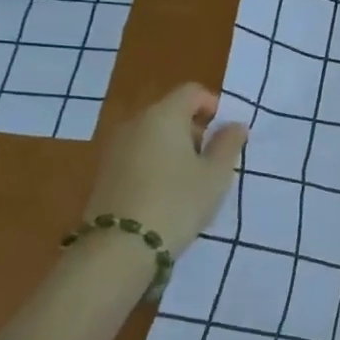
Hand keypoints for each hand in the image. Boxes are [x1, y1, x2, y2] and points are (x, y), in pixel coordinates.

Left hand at [82, 84, 247, 255]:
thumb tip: (235, 125)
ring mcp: (115, 148)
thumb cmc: (178, 202)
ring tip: (192, 181)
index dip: (214, 106)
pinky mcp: (105, 172)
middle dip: (196, 129)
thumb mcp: (216, 175)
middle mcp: (135, 124)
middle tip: (213, 161)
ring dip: (177, 148)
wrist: (121, 247)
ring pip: (154, 135)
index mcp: (164, 116)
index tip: (227, 135)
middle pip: (172, 112)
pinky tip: (167, 193)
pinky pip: (139, 154)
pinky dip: (157, 163)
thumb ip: (229, 144)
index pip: (192, 92)